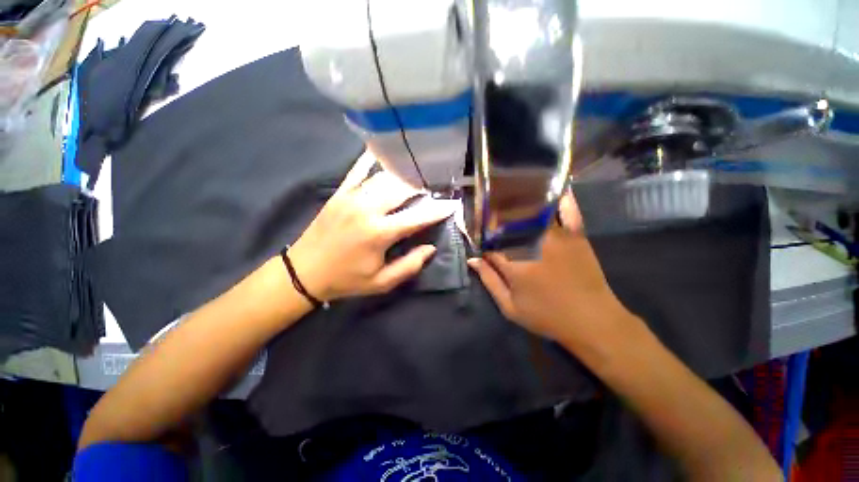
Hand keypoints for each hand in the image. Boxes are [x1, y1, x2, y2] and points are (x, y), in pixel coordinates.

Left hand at [289, 153, 455, 301]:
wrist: (304, 271)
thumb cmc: (347, 279)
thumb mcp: (381, 282)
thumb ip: (409, 266)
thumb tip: (431, 248)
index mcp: (379, 233)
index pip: (418, 216)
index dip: (438, 210)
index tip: (453, 203)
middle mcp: (367, 208)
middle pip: (403, 188)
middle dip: (424, 185)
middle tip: (437, 185)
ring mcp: (352, 196)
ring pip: (385, 176)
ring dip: (405, 174)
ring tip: (420, 173)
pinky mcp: (340, 192)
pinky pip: (359, 169)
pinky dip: (373, 159)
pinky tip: (385, 150)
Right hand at [468, 192, 635, 348]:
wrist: (592, 321)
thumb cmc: (546, 316)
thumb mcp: (510, 307)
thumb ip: (489, 280)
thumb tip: (473, 260)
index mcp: (513, 261)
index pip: (490, 242)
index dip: (484, 243)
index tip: (483, 245)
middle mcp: (532, 242)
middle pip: (507, 222)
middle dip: (496, 221)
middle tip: (492, 222)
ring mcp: (556, 235)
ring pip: (531, 212)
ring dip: (518, 205)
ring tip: (509, 199)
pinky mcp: (575, 234)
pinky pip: (568, 210)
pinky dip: (561, 199)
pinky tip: (553, 188)